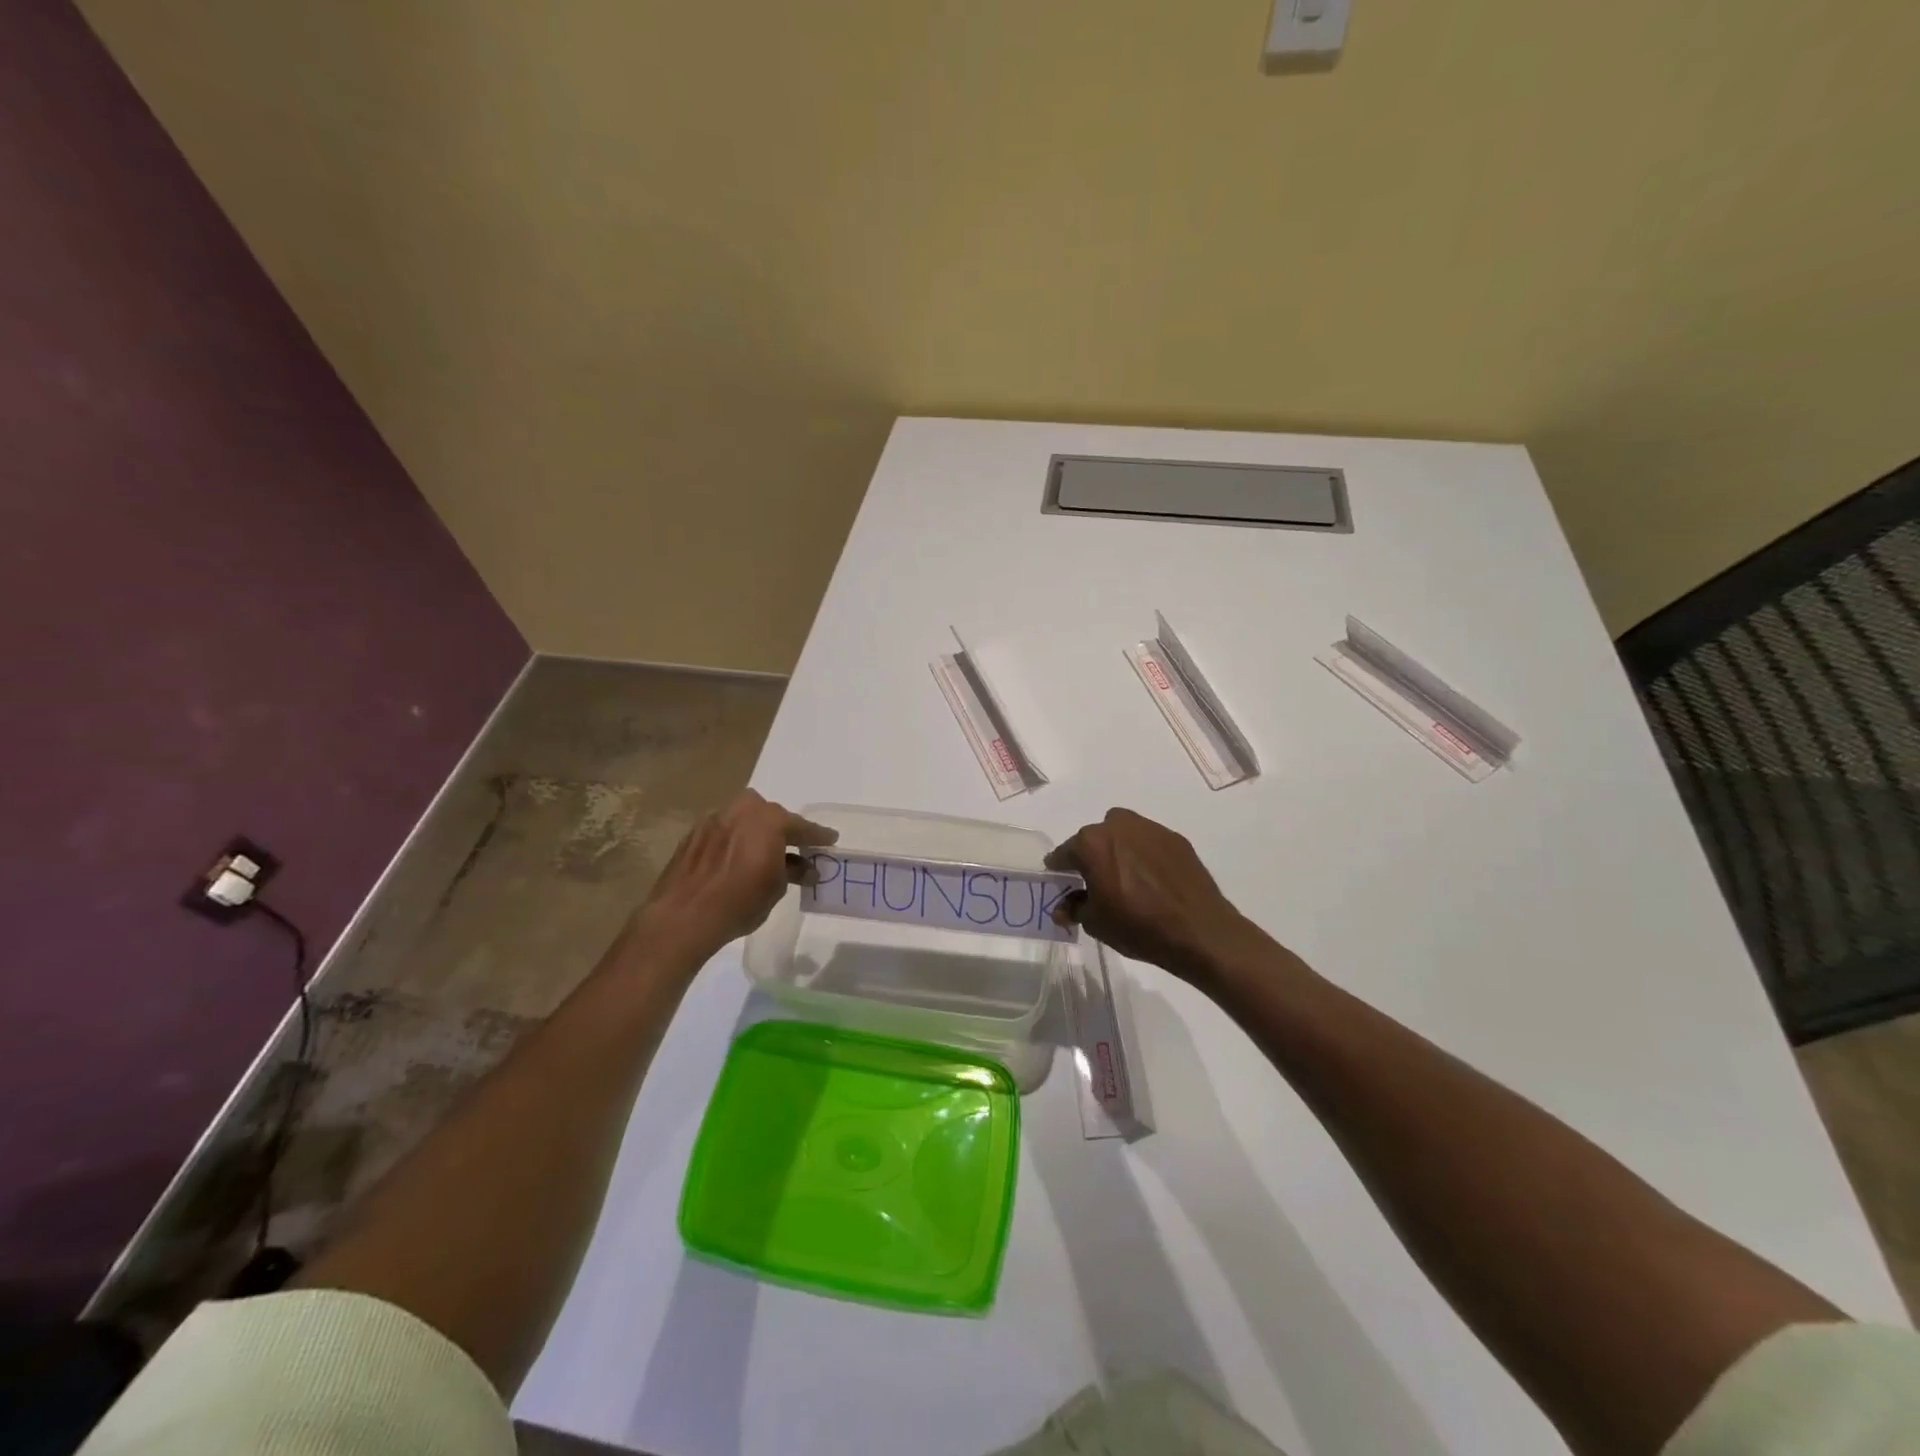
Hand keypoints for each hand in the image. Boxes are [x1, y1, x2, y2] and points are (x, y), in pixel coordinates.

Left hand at [638, 791, 836, 959]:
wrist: (683, 916)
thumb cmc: (739, 902)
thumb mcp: (776, 889)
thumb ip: (793, 871)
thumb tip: (805, 868)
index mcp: (769, 820)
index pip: (801, 826)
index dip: (818, 836)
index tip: (830, 839)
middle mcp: (742, 810)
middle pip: (771, 815)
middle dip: (784, 830)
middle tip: (795, 848)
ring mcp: (715, 819)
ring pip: (745, 818)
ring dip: (757, 831)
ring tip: (763, 852)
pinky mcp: (694, 833)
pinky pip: (724, 829)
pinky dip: (735, 839)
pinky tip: (736, 858)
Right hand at [1045, 808, 1264, 984]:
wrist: (1199, 931)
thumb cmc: (1138, 927)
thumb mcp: (1096, 923)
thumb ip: (1074, 908)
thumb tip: (1063, 908)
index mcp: (1091, 844)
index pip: (1065, 852)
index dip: (1059, 868)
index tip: (1059, 879)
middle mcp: (1118, 826)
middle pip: (1094, 838)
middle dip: (1091, 856)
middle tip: (1096, 882)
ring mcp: (1150, 829)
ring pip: (1123, 833)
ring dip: (1118, 849)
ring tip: (1126, 878)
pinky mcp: (1175, 839)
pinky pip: (1149, 842)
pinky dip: (1144, 855)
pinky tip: (1152, 880)